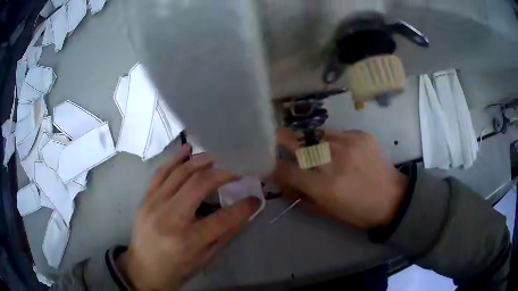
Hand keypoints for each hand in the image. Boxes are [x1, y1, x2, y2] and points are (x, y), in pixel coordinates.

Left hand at [117, 145, 260, 289]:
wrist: (145, 268)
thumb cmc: (178, 268)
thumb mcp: (206, 258)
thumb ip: (226, 234)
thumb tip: (246, 213)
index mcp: (189, 240)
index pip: (224, 218)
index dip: (244, 206)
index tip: (255, 198)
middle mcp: (170, 218)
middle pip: (199, 185)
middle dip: (222, 175)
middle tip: (234, 174)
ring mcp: (154, 205)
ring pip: (180, 173)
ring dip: (200, 162)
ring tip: (215, 159)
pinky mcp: (146, 199)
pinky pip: (160, 172)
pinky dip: (175, 159)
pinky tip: (187, 151)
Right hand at [274, 129, 407, 228]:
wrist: (392, 198)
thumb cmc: (358, 211)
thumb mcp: (328, 210)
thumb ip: (303, 195)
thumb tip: (284, 182)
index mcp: (325, 187)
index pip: (288, 171)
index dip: (274, 165)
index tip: (268, 161)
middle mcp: (334, 162)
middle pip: (299, 144)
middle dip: (282, 140)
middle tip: (275, 136)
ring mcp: (349, 144)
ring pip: (317, 134)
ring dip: (308, 140)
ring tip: (310, 145)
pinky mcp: (361, 135)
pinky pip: (337, 133)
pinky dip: (331, 140)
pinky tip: (338, 149)